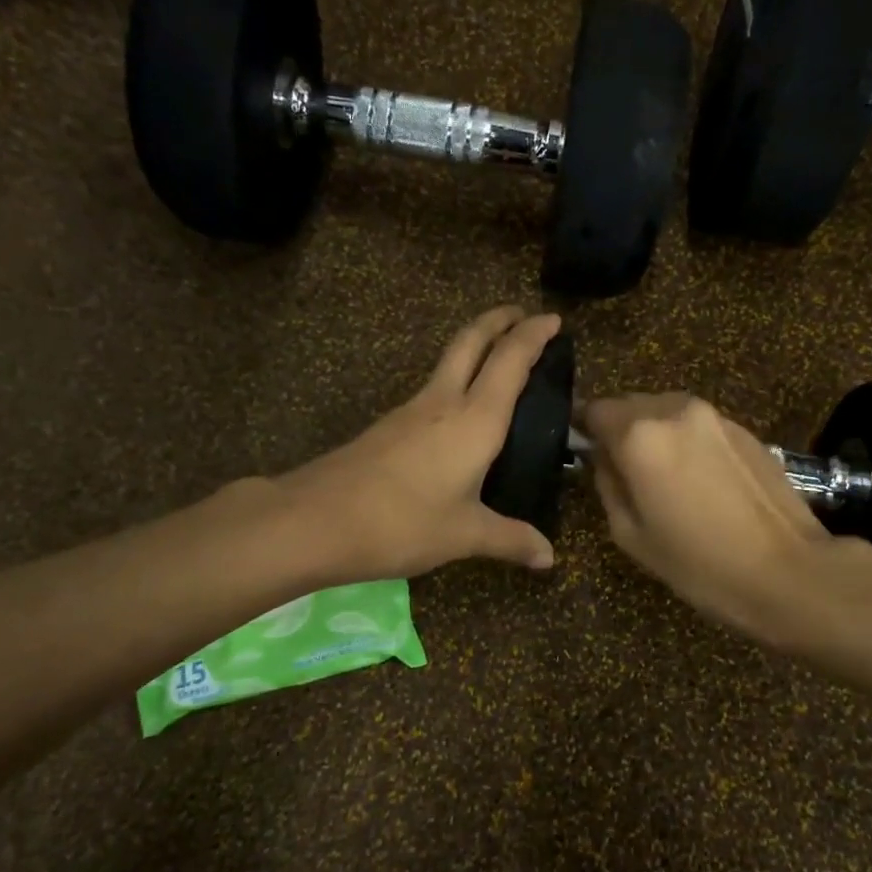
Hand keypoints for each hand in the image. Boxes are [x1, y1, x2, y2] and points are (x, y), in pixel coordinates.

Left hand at [277, 306, 561, 580]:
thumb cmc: (403, 523)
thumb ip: (510, 539)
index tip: (554, 319)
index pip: (511, 360)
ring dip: (476, 346)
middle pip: (472, 340)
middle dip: (499, 320)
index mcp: (475, 419)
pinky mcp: (389, 426)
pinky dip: (456, 379)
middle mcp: (444, 402)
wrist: (316, 520)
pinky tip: (458, 411)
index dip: (534, 334)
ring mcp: (411, 410)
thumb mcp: (464, 535)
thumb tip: (549, 557)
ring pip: (448, 360)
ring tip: (497, 357)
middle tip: (522, 313)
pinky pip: (433, 388)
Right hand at [583, 393, 842, 634]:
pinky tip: (698, 480)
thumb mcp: (630, 535)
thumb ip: (607, 484)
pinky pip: (697, 425)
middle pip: (631, 405)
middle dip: (620, 430)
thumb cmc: (698, 563)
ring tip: (663, 477)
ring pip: (665, 411)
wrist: (787, 571)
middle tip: (623, 471)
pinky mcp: (744, 428)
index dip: (584, 430)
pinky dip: (686, 441)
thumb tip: (603, 459)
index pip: (594, 410)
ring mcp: (714, 415)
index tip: (584, 453)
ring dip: (655, 434)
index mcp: (639, 434)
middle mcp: (674, 410)